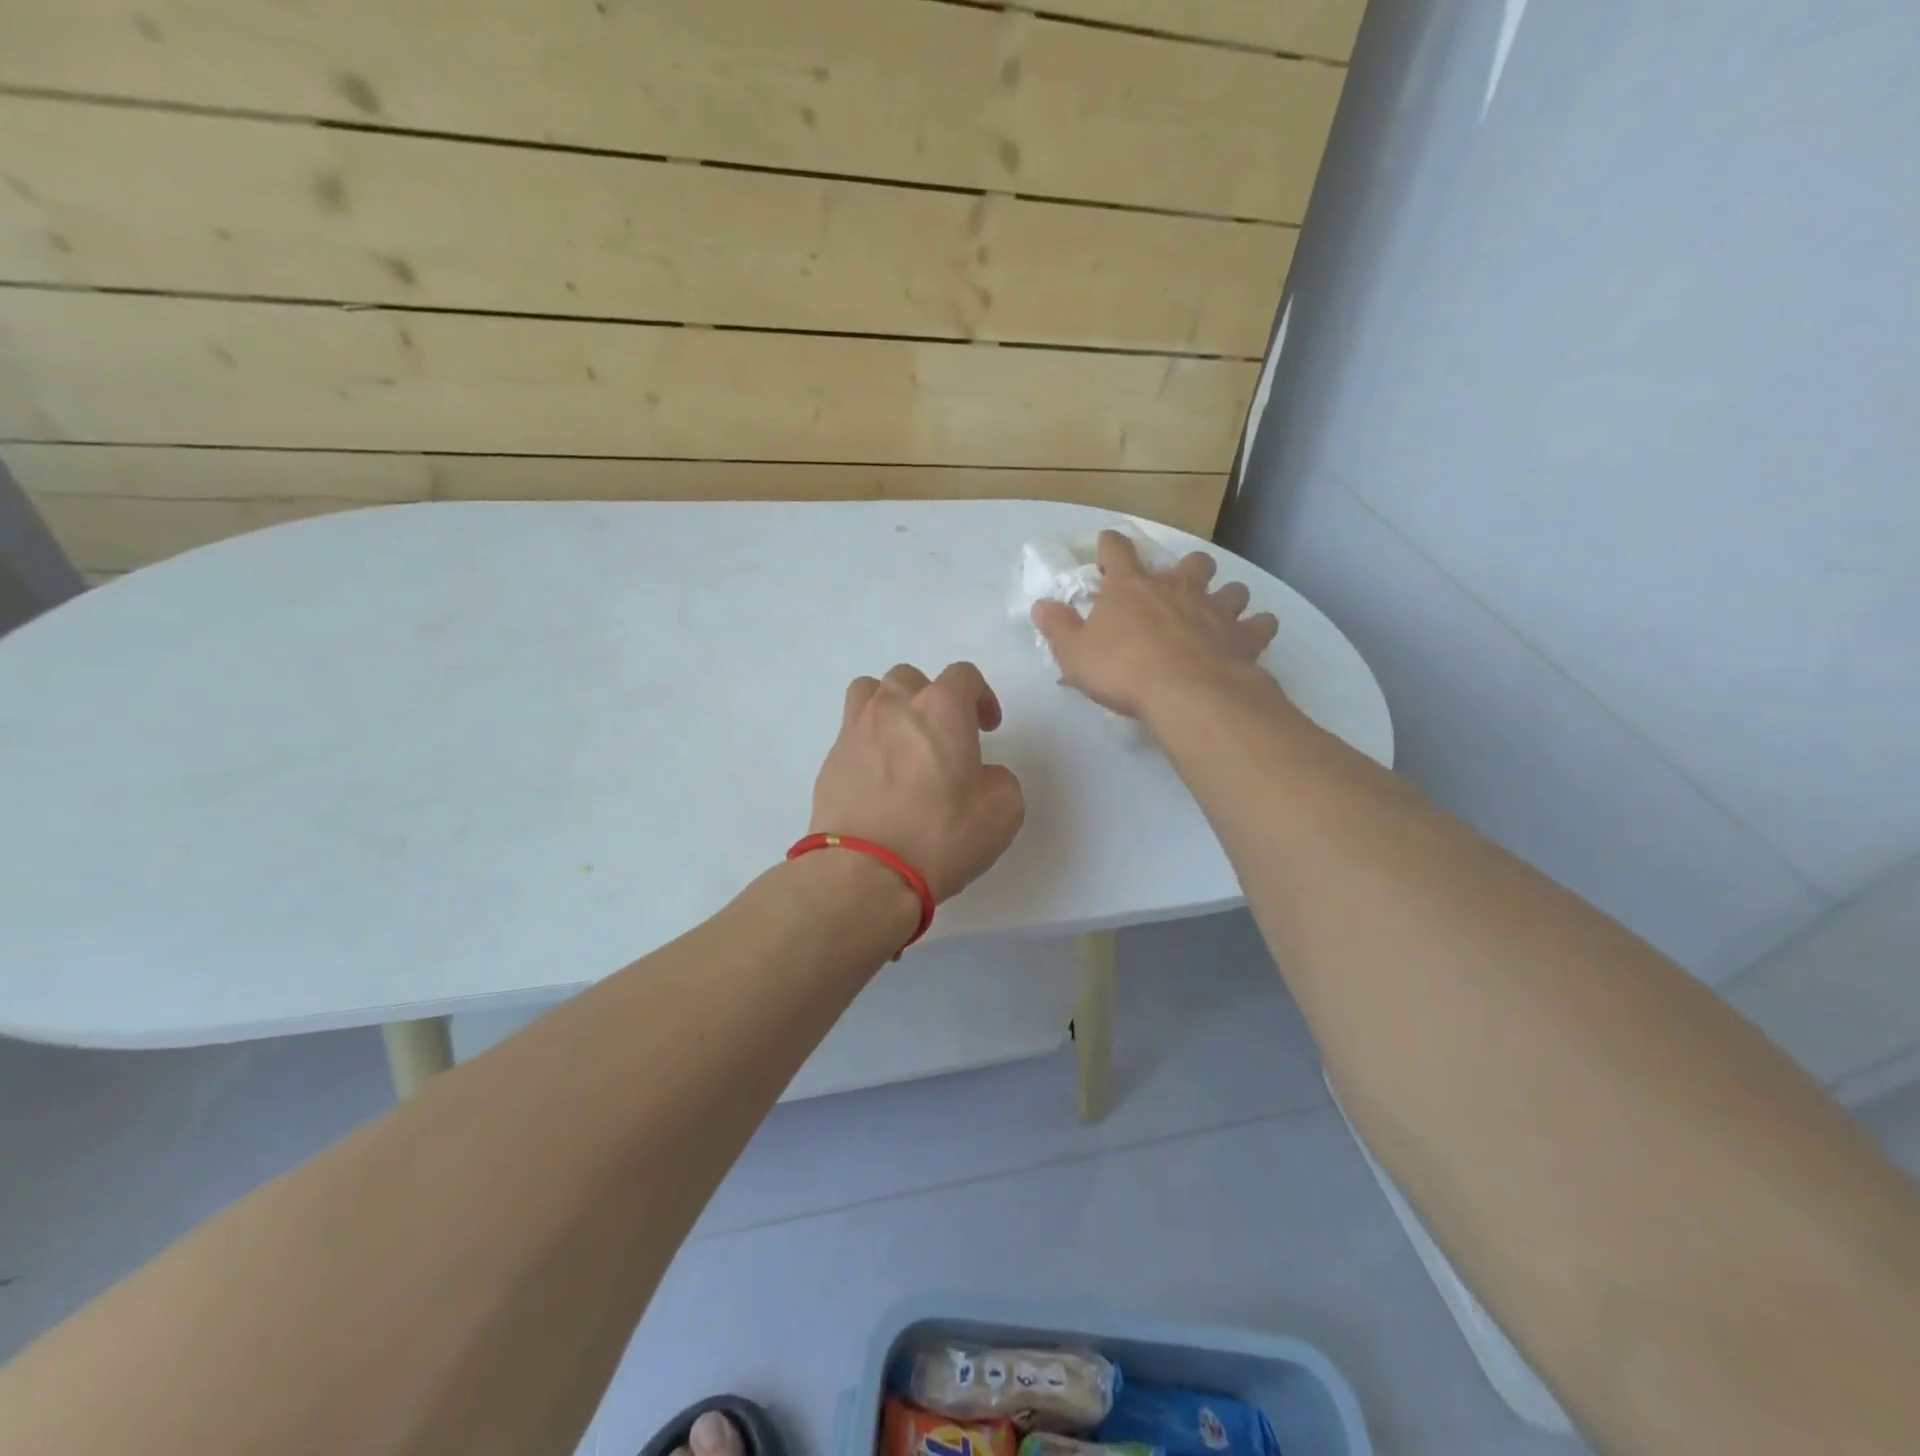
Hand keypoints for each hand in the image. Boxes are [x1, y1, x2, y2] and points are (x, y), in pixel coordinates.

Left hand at [810, 662, 1024, 902]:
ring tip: (902, 741)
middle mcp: (894, 707)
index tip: (987, 727)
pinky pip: (851, 732)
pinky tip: (878, 777)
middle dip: (931, 698)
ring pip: (869, 692)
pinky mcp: (830, 761)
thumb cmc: (940, 835)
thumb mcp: (1002, 810)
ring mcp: (855, 730)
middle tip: (943, 736)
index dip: (981, 696)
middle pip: (910, 677)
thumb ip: (999, 778)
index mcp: (941, 709)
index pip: (963, 675)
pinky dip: (868, 742)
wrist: (865, 872)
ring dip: (890, 706)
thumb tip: (980, 775)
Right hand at [1031, 530, 1279, 719]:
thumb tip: (1041, 605)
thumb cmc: (1122, 670)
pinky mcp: (1244, 636)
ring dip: (1226, 596)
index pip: (1117, 550)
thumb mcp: (1074, 654)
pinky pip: (1261, 624)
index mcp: (1130, 587)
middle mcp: (1176, 588)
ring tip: (1220, 610)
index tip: (1107, 544)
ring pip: (1231, 588)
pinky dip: (1257, 628)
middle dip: (1186, 568)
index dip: (1110, 544)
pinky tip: (1252, 637)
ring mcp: (1215, 608)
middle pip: (1190, 561)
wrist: (1185, 692)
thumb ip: (1058, 627)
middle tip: (1178, 586)